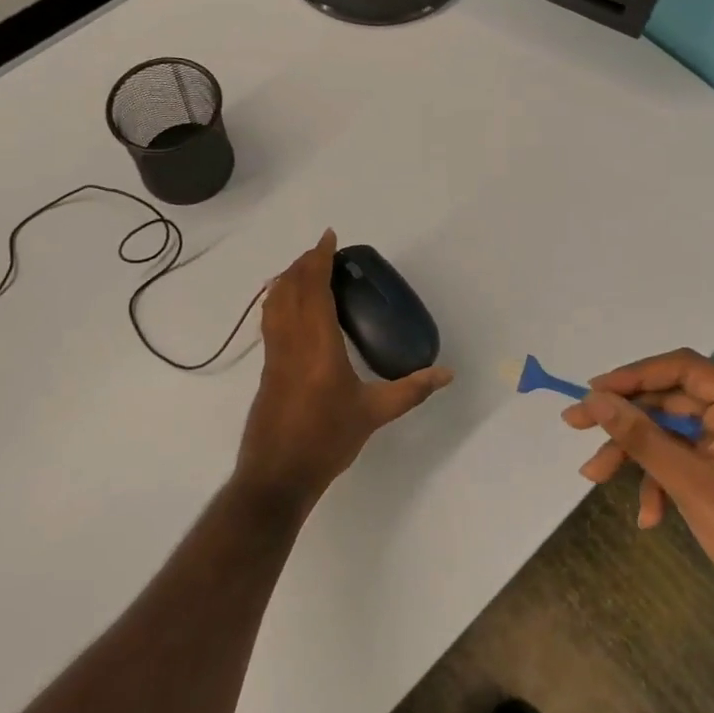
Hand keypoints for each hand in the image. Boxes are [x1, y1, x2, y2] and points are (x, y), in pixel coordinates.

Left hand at [236, 230, 452, 512]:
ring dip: (288, 277)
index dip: (318, 259)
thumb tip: (447, 373)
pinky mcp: (266, 366)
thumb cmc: (327, 440)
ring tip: (306, 268)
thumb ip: (411, 390)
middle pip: (290, 287)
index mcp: (317, 344)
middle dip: (304, 262)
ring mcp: (274, 353)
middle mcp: (291, 340)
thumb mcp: (374, 414)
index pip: (313, 288)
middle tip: (323, 250)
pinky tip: (289, 305)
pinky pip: (270, 318)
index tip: (329, 238)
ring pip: (274, 301)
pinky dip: (278, 298)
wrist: (278, 474)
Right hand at [566, 349, 713, 653]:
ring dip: (636, 454)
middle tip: (576, 426)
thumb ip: (639, 435)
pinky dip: (662, 479)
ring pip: (672, 432)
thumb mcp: (688, 482)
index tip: (591, 392)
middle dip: (625, 420)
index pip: (681, 369)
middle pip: (671, 400)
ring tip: (594, 476)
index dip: (632, 376)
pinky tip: (648, 514)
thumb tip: (594, 398)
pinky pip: (686, 459)